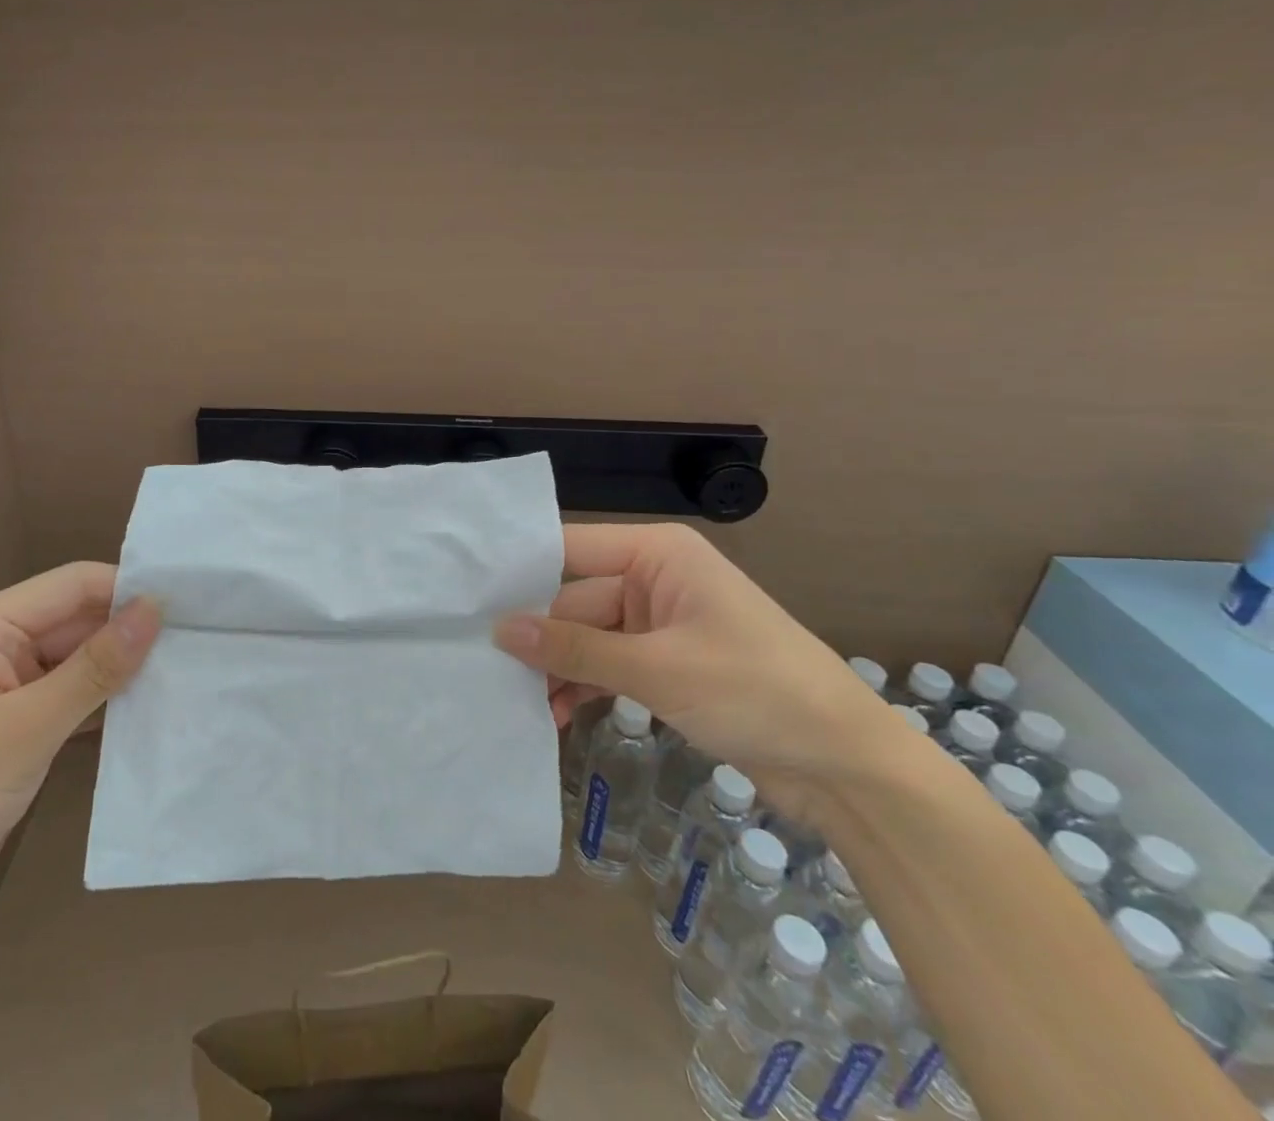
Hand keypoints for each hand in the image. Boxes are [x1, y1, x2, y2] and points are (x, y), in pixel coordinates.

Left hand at [0, 563, 160, 948]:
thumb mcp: (28, 727)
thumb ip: (96, 665)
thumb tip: (156, 608)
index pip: (73, 585)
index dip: (128, 589)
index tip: (191, 603)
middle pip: (77, 620)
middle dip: (130, 632)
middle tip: (200, 641)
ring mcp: (4, 689)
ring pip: (78, 660)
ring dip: (122, 669)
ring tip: (187, 671)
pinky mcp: (14, 729)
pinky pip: (70, 698)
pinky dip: (104, 703)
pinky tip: (148, 710)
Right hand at [494, 524, 904, 824]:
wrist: (850, 768)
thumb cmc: (757, 692)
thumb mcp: (658, 669)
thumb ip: (575, 649)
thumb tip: (500, 630)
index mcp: (658, 554)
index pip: (571, 549)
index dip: (522, 570)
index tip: (469, 596)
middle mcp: (656, 578)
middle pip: (576, 599)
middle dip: (540, 637)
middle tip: (488, 668)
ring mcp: (662, 623)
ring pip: (590, 637)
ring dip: (561, 669)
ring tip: (523, 703)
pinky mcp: (669, 664)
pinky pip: (612, 664)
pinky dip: (587, 686)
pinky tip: (559, 715)